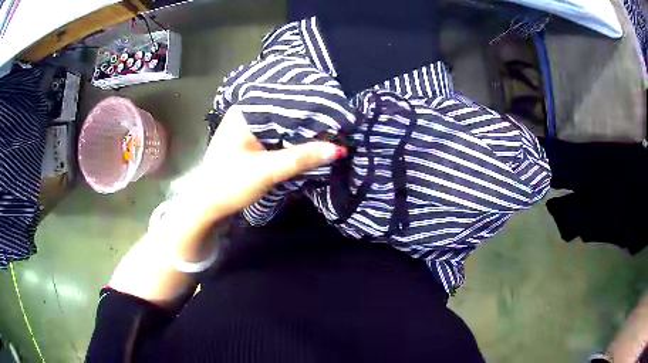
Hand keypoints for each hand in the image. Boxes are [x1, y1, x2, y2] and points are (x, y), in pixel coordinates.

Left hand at [182, 106, 345, 220]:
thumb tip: (338, 149)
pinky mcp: (251, 142)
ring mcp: (248, 129)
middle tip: (339, 124)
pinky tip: (310, 142)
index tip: (338, 114)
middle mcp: (247, 115)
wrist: (206, 206)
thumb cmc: (229, 185)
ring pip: (282, 125)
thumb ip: (301, 158)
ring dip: (302, 132)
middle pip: (285, 113)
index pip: (286, 102)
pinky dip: (292, 141)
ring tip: (331, 132)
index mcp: (246, 113)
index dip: (312, 108)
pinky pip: (277, 136)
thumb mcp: (267, 171)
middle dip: (309, 120)